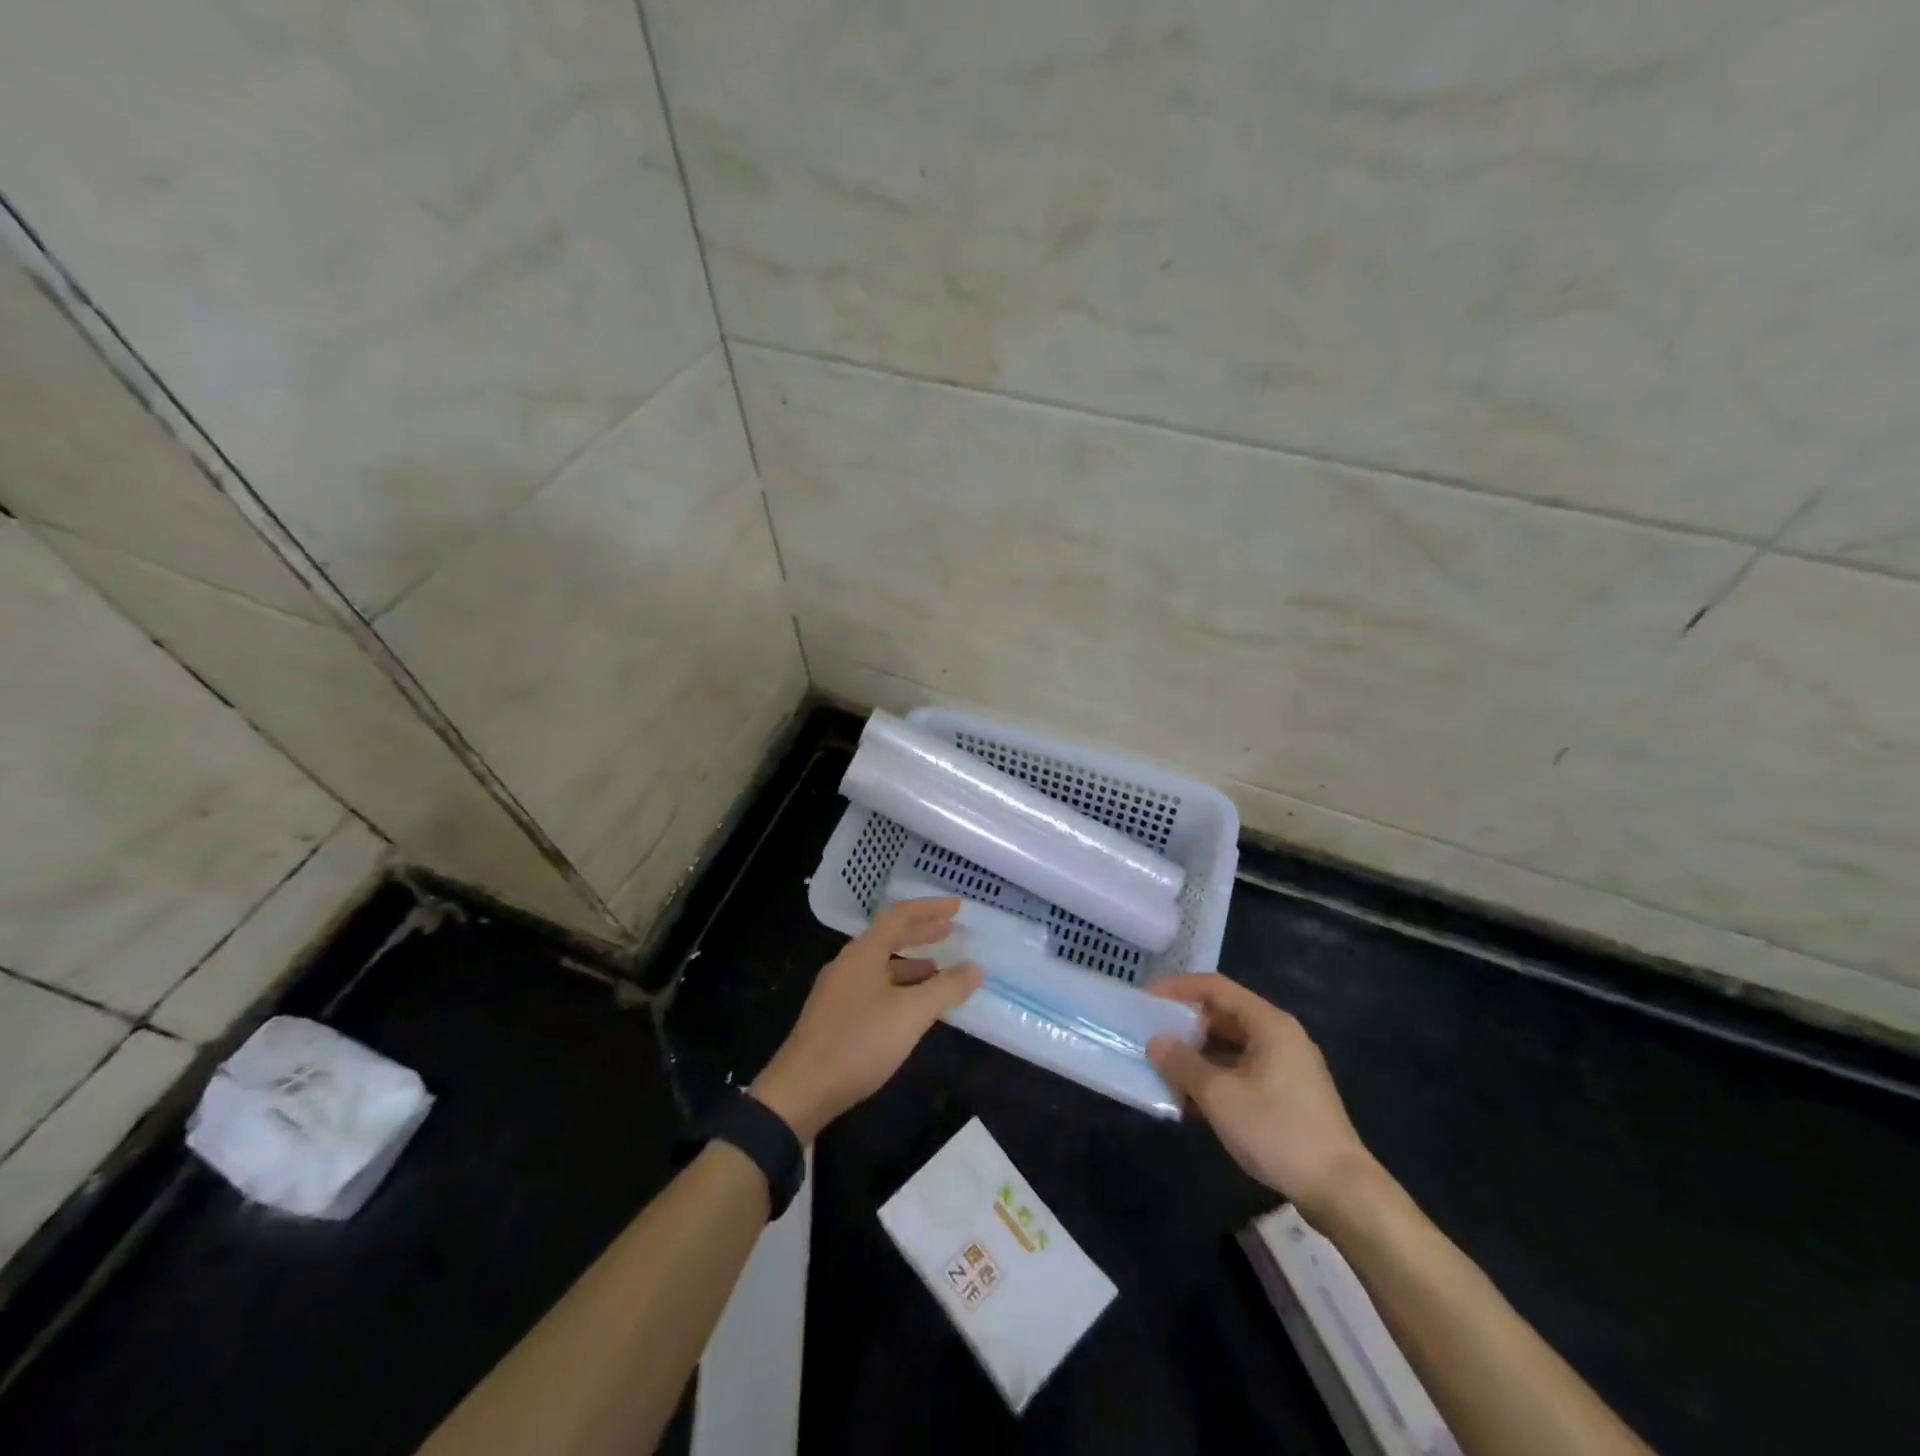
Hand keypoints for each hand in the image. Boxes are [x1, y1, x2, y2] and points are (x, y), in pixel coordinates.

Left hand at [754, 898, 982, 1141]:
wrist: (801, 1090)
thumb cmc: (859, 1042)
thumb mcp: (911, 1014)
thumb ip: (946, 989)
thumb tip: (976, 968)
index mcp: (864, 952)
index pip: (901, 915)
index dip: (931, 908)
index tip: (958, 907)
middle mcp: (848, 963)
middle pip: (889, 936)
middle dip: (922, 932)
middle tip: (951, 931)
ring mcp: (838, 990)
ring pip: (880, 964)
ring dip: (911, 963)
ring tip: (938, 970)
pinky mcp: (834, 1016)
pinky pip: (873, 987)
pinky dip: (898, 986)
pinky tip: (910, 1007)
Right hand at [1147, 973, 1377, 1221]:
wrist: (1342, 1191)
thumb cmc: (1277, 1131)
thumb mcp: (1219, 1096)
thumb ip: (1182, 1063)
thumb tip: (1156, 1042)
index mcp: (1268, 1023)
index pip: (1214, 987)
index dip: (1177, 988)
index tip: (1146, 1001)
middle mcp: (1280, 1035)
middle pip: (1224, 1014)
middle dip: (1185, 1024)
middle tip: (1151, 1034)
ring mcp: (1288, 1066)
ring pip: (1232, 1046)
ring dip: (1198, 1054)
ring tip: (1164, 1067)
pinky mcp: (1289, 1095)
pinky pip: (1243, 1071)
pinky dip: (1216, 1076)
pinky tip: (1192, 1100)